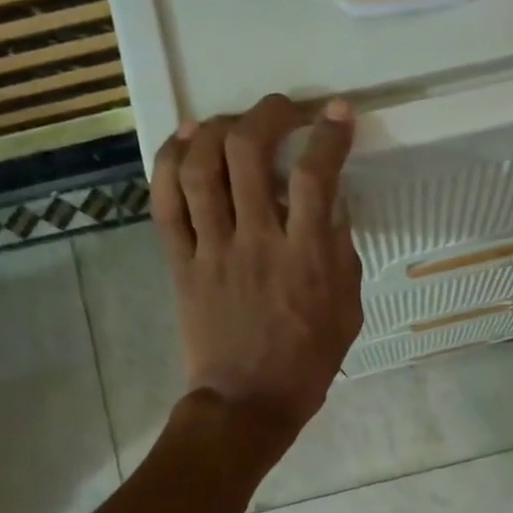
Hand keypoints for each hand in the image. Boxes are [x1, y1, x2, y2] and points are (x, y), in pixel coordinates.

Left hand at [151, 94, 363, 452]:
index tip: (337, 113)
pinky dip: (169, 164)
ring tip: (230, 121)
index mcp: (305, 258)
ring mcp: (212, 250)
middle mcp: (257, 242)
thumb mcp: (347, 310)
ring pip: (200, 169)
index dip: (327, 135)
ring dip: (215, 129)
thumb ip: (341, 255)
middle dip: (268, 114)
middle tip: (283, 109)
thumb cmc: (307, 362)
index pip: (316, 176)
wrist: (247, 403)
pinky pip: (165, 204)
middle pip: (249, 154)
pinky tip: (182, 143)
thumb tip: (331, 207)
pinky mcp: (180, 263)